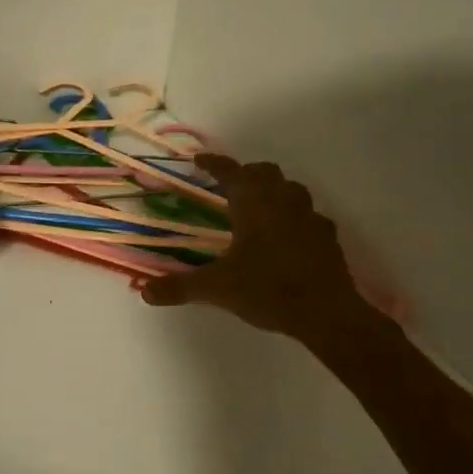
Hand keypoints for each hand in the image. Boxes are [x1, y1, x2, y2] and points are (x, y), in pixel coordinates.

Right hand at [140, 154, 387, 348]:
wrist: (326, 313)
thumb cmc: (267, 289)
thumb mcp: (217, 288)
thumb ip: (180, 287)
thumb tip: (144, 292)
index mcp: (253, 204)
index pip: (230, 172)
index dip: (214, 163)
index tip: (199, 160)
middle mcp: (282, 202)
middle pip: (265, 172)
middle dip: (246, 173)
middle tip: (229, 185)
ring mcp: (310, 217)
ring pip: (292, 189)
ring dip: (275, 190)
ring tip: (260, 206)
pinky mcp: (328, 237)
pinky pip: (311, 217)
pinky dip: (297, 218)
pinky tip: (291, 236)